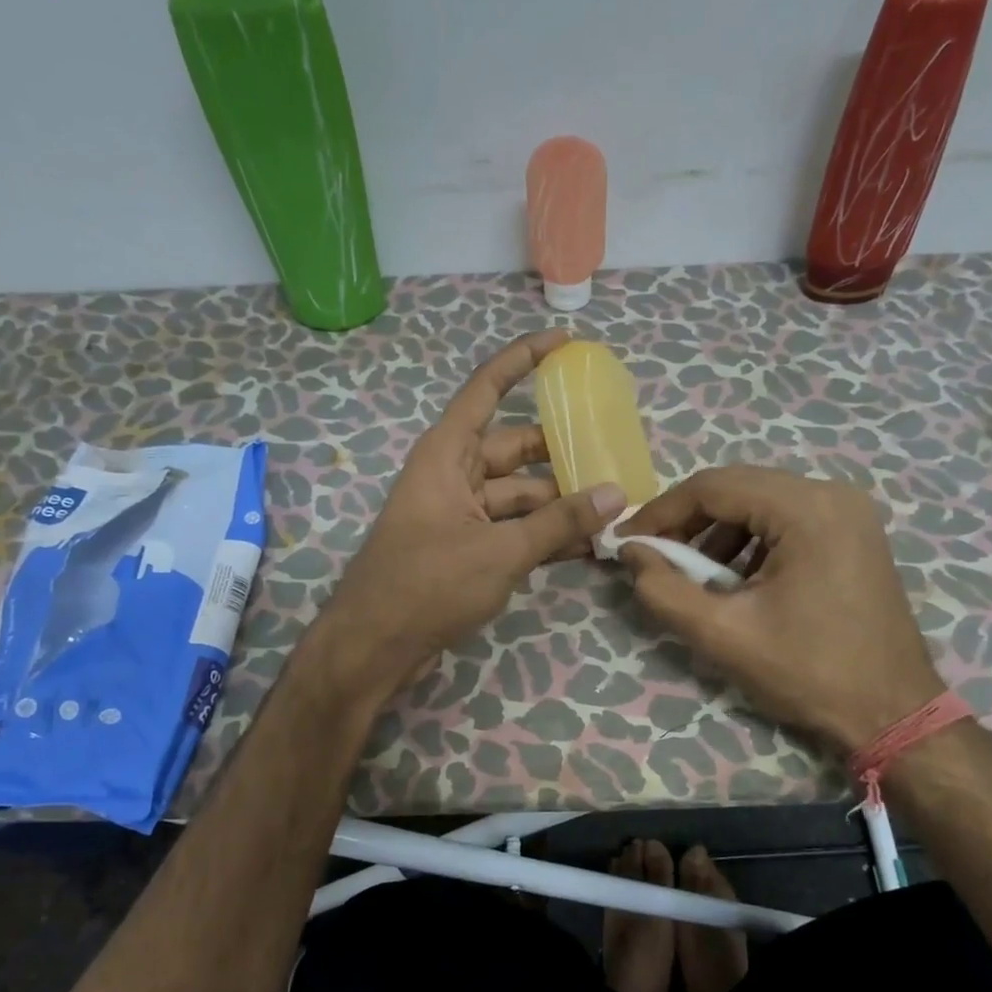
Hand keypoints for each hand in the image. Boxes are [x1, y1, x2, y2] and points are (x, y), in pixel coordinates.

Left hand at [313, 330, 626, 696]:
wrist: (374, 647)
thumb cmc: (428, 585)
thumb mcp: (500, 551)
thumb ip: (559, 522)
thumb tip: (617, 494)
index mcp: (447, 454)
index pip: (486, 389)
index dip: (523, 360)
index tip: (565, 344)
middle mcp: (452, 475)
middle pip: (514, 449)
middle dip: (561, 453)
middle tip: (613, 455)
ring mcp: (459, 515)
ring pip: (518, 495)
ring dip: (559, 503)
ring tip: (614, 509)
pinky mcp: (465, 550)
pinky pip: (512, 529)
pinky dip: (543, 535)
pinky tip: (586, 544)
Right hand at [617, 465, 942, 753]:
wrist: (893, 713)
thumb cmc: (808, 672)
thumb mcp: (723, 634)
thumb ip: (664, 590)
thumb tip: (630, 552)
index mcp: (806, 508)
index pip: (713, 486)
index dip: (661, 511)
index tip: (626, 542)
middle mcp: (832, 493)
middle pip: (738, 488)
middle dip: (688, 521)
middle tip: (653, 556)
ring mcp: (849, 512)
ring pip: (761, 503)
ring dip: (718, 533)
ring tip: (693, 576)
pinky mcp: (854, 533)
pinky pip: (787, 520)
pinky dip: (751, 542)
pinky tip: (737, 581)